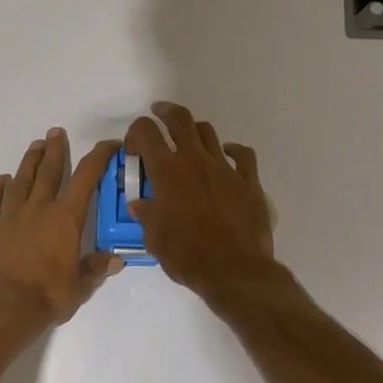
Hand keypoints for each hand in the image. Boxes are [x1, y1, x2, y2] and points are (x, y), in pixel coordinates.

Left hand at [0, 128, 122, 329]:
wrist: (0, 309)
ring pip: (20, 181)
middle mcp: (38, 209)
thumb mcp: (79, 288)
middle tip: (56, 132)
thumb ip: (95, 269)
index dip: (99, 157)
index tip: (109, 144)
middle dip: (55, 150)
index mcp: (65, 219)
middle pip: (49, 171)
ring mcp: (9, 217)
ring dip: (29, 162)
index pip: (86, 178)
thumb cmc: (46, 297)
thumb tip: (116, 260)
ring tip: (34, 146)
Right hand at [124, 102, 277, 297]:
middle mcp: (195, 161)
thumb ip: (146, 215)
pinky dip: (232, 150)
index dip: (137, 131)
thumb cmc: (187, 255)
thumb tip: (140, 204)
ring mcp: (225, 168)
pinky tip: (227, 155)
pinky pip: (242, 155)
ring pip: (209, 133)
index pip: (147, 133)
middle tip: (159, 113)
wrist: (235, 270)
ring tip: (189, 138)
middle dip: (166, 112)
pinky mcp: (249, 181)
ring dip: (195, 131)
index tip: (134, 145)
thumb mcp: (154, 239)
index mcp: (167, 172)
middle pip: (181, 120)